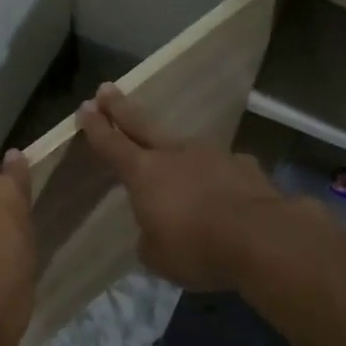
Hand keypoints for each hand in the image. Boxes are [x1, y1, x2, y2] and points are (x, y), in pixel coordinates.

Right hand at [76, 84, 285, 290]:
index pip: (112, 145)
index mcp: (144, 174)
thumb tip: (157, 228)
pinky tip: (221, 191)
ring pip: (185, 146)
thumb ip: (150, 235)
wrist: (260, 238)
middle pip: (141, 124)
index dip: (96, 127)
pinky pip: (221, 167)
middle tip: (106, 89)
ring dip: (174, 150)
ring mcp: (212, 154)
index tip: (85, 107)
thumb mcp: (157, 255)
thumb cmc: (196, 248)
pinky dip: (214, 176)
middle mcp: (175, 154)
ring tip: (173, 161)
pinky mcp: (243, 165)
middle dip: (120, 108)